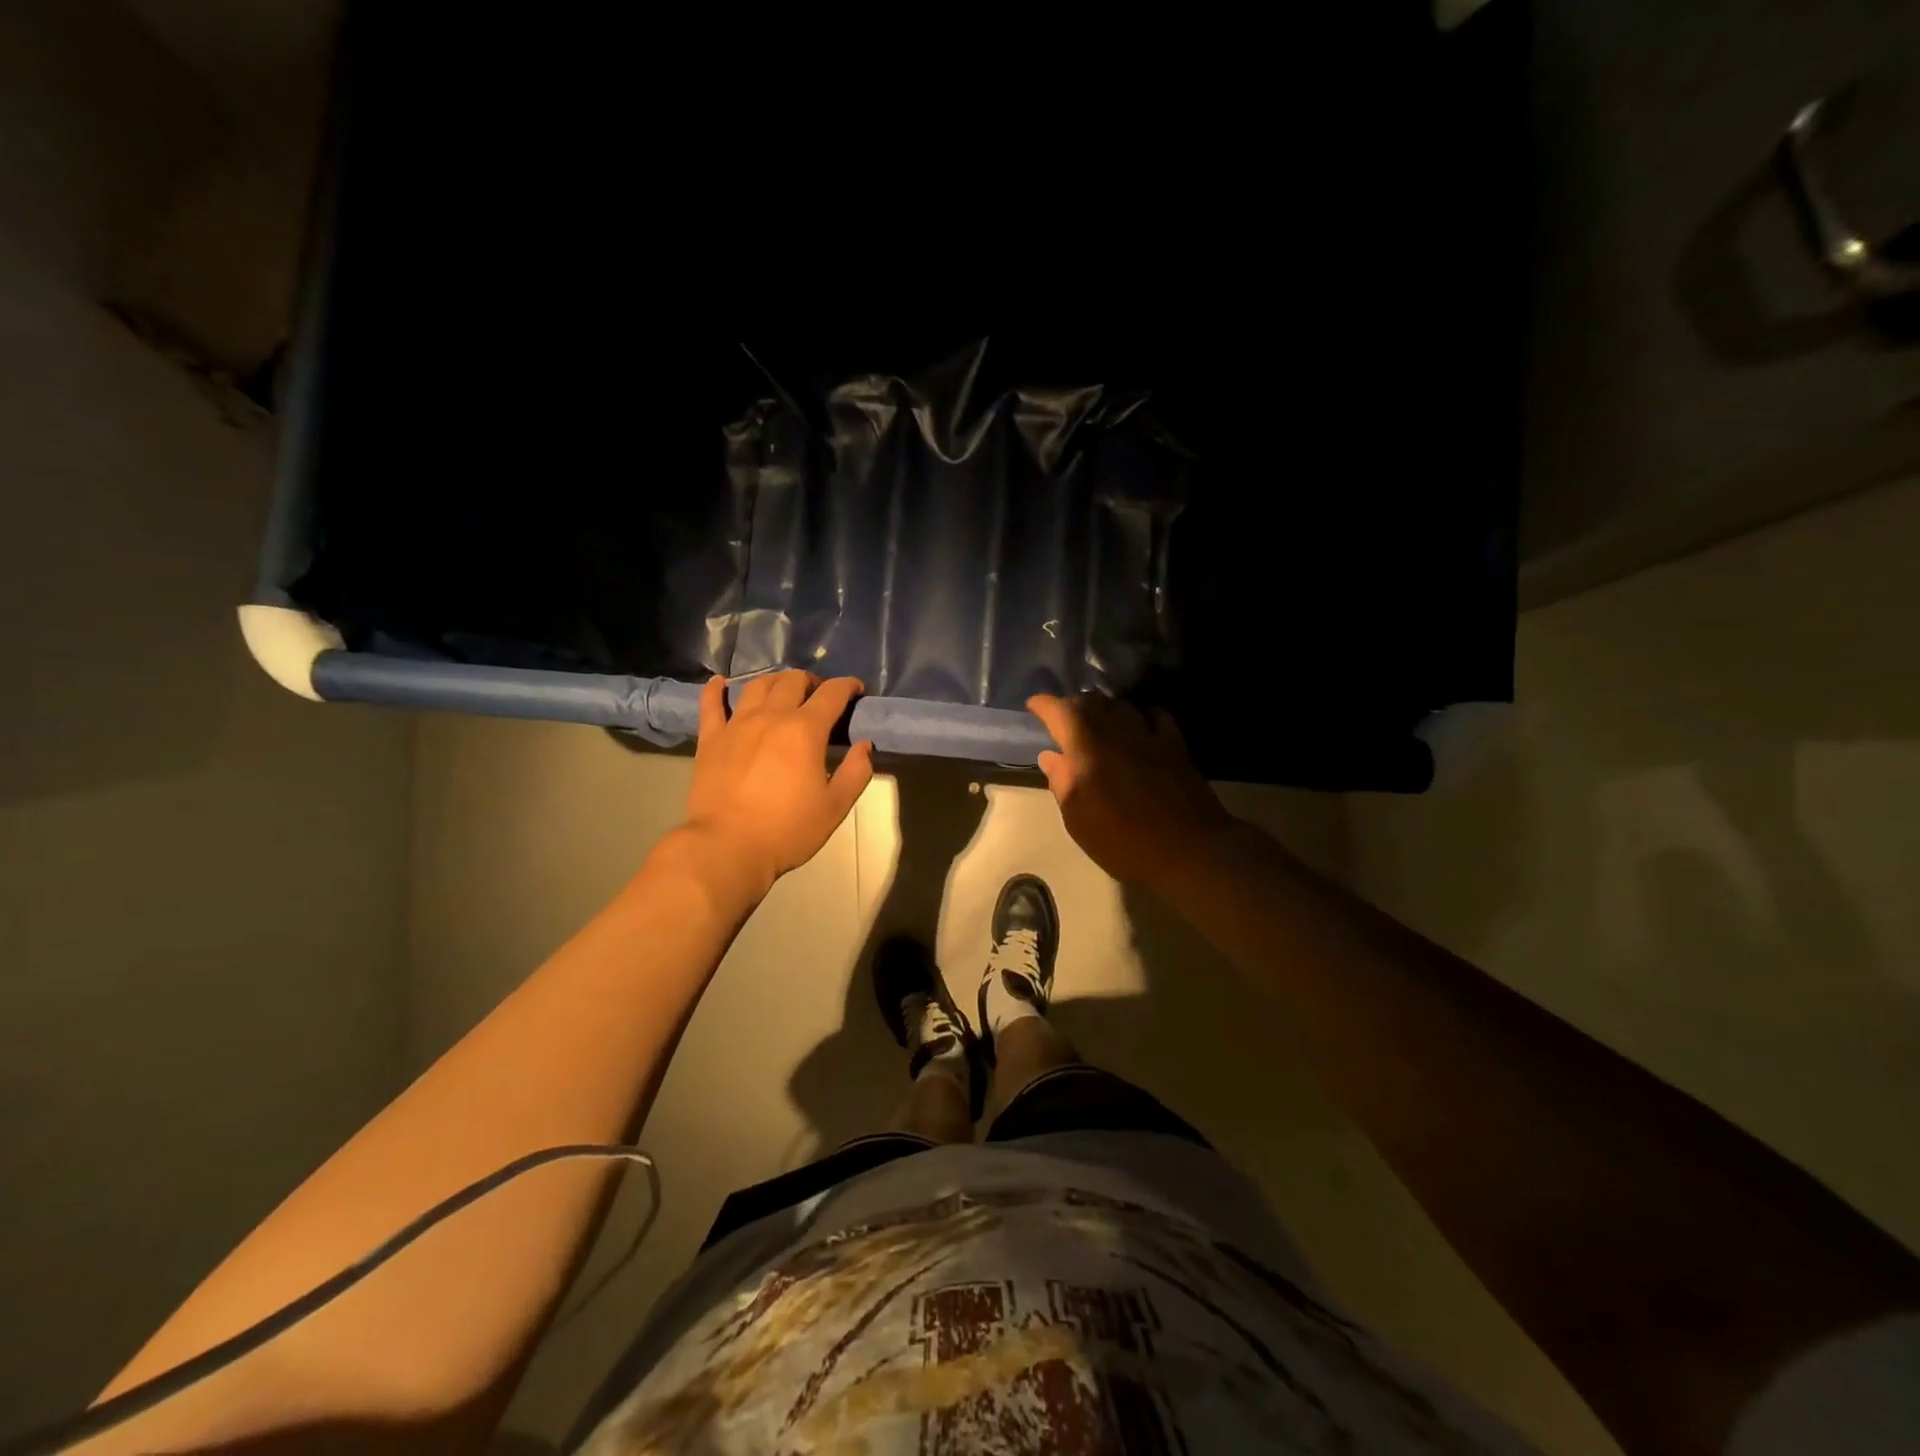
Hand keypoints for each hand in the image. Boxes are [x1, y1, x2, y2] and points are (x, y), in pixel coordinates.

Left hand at [683, 672, 874, 890]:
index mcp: (805, 730)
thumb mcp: (835, 807)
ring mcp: (736, 725)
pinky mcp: (710, 739)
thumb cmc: (787, 830)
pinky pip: (711, 704)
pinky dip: (716, 689)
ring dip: (776, 682)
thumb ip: (856, 772)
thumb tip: (864, 745)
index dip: (848, 686)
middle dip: (812, 682)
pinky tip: (720, 683)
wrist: (727, 847)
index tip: (856, 691)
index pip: (832, 693)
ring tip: (783, 692)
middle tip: (820, 697)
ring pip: (757, 685)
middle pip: (793, 681)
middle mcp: (771, 716)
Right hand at [1026, 693, 1234, 889]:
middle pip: (1092, 702)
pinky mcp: (1176, 747)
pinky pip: (1156, 717)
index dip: (1044, 704)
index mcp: (1087, 749)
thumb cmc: (1124, 841)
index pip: (1061, 712)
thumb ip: (1062, 782)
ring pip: (1122, 705)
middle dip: (1072, 704)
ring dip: (1105, 707)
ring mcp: (1150, 737)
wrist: (1189, 850)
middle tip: (1062, 717)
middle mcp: (1117, 733)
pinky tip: (1140, 724)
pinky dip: (1141, 714)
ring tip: (1096, 719)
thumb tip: (1050, 755)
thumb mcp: (1079, 821)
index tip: (1034, 706)